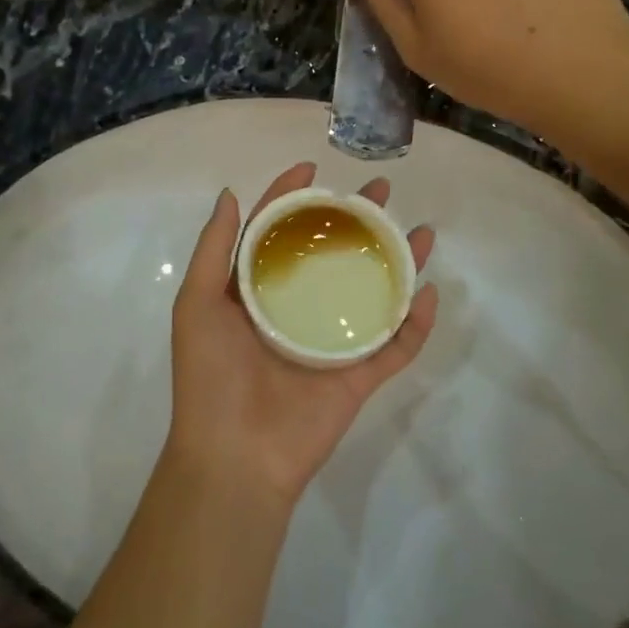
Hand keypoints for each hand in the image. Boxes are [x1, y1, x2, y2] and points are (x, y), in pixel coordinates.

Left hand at [167, 162, 437, 506]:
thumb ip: (215, 248)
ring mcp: (330, 342)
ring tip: (421, 232)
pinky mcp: (357, 377)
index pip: (278, 231)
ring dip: (398, 262)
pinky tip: (431, 293)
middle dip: (356, 219)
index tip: (314, 167)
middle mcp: (295, 309)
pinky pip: (394, 346)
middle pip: (332, 254)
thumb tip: (229, 192)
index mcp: (256, 292)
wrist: (234, 459)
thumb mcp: (197, 304)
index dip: (294, 197)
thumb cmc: (210, 377)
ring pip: (371, 292)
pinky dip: (415, 323)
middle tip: (380, 190)